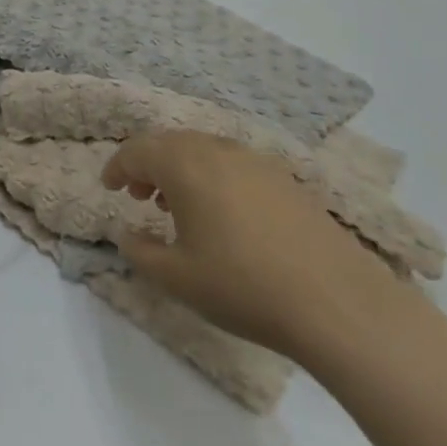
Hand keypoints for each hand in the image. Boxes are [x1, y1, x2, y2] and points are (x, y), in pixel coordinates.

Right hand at [101, 130, 408, 363]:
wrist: (338, 303)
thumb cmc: (244, 286)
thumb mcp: (177, 279)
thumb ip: (141, 252)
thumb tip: (128, 234)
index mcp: (185, 165)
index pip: (138, 150)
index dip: (117, 166)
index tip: (108, 187)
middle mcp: (218, 150)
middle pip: (170, 142)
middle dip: (147, 163)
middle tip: (138, 194)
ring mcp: (256, 161)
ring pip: (203, 149)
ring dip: (180, 168)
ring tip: (176, 205)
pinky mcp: (285, 179)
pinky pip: (233, 162)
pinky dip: (212, 175)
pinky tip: (222, 214)